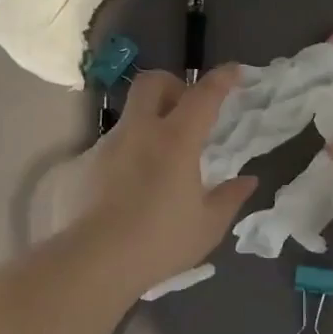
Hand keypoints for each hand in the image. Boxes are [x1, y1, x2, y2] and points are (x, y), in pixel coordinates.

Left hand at [75, 67, 256, 292]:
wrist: (94, 262)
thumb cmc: (160, 241)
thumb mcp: (207, 226)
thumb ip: (229, 198)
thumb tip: (247, 181)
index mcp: (176, 140)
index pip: (203, 96)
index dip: (222, 79)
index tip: (234, 72)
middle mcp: (140, 132)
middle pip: (153, 82)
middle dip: (173, 84)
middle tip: (186, 109)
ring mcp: (107, 146)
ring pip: (130, 115)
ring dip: (149, 123)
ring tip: (161, 159)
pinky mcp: (85, 166)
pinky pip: (113, 146)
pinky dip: (129, 153)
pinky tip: (134, 186)